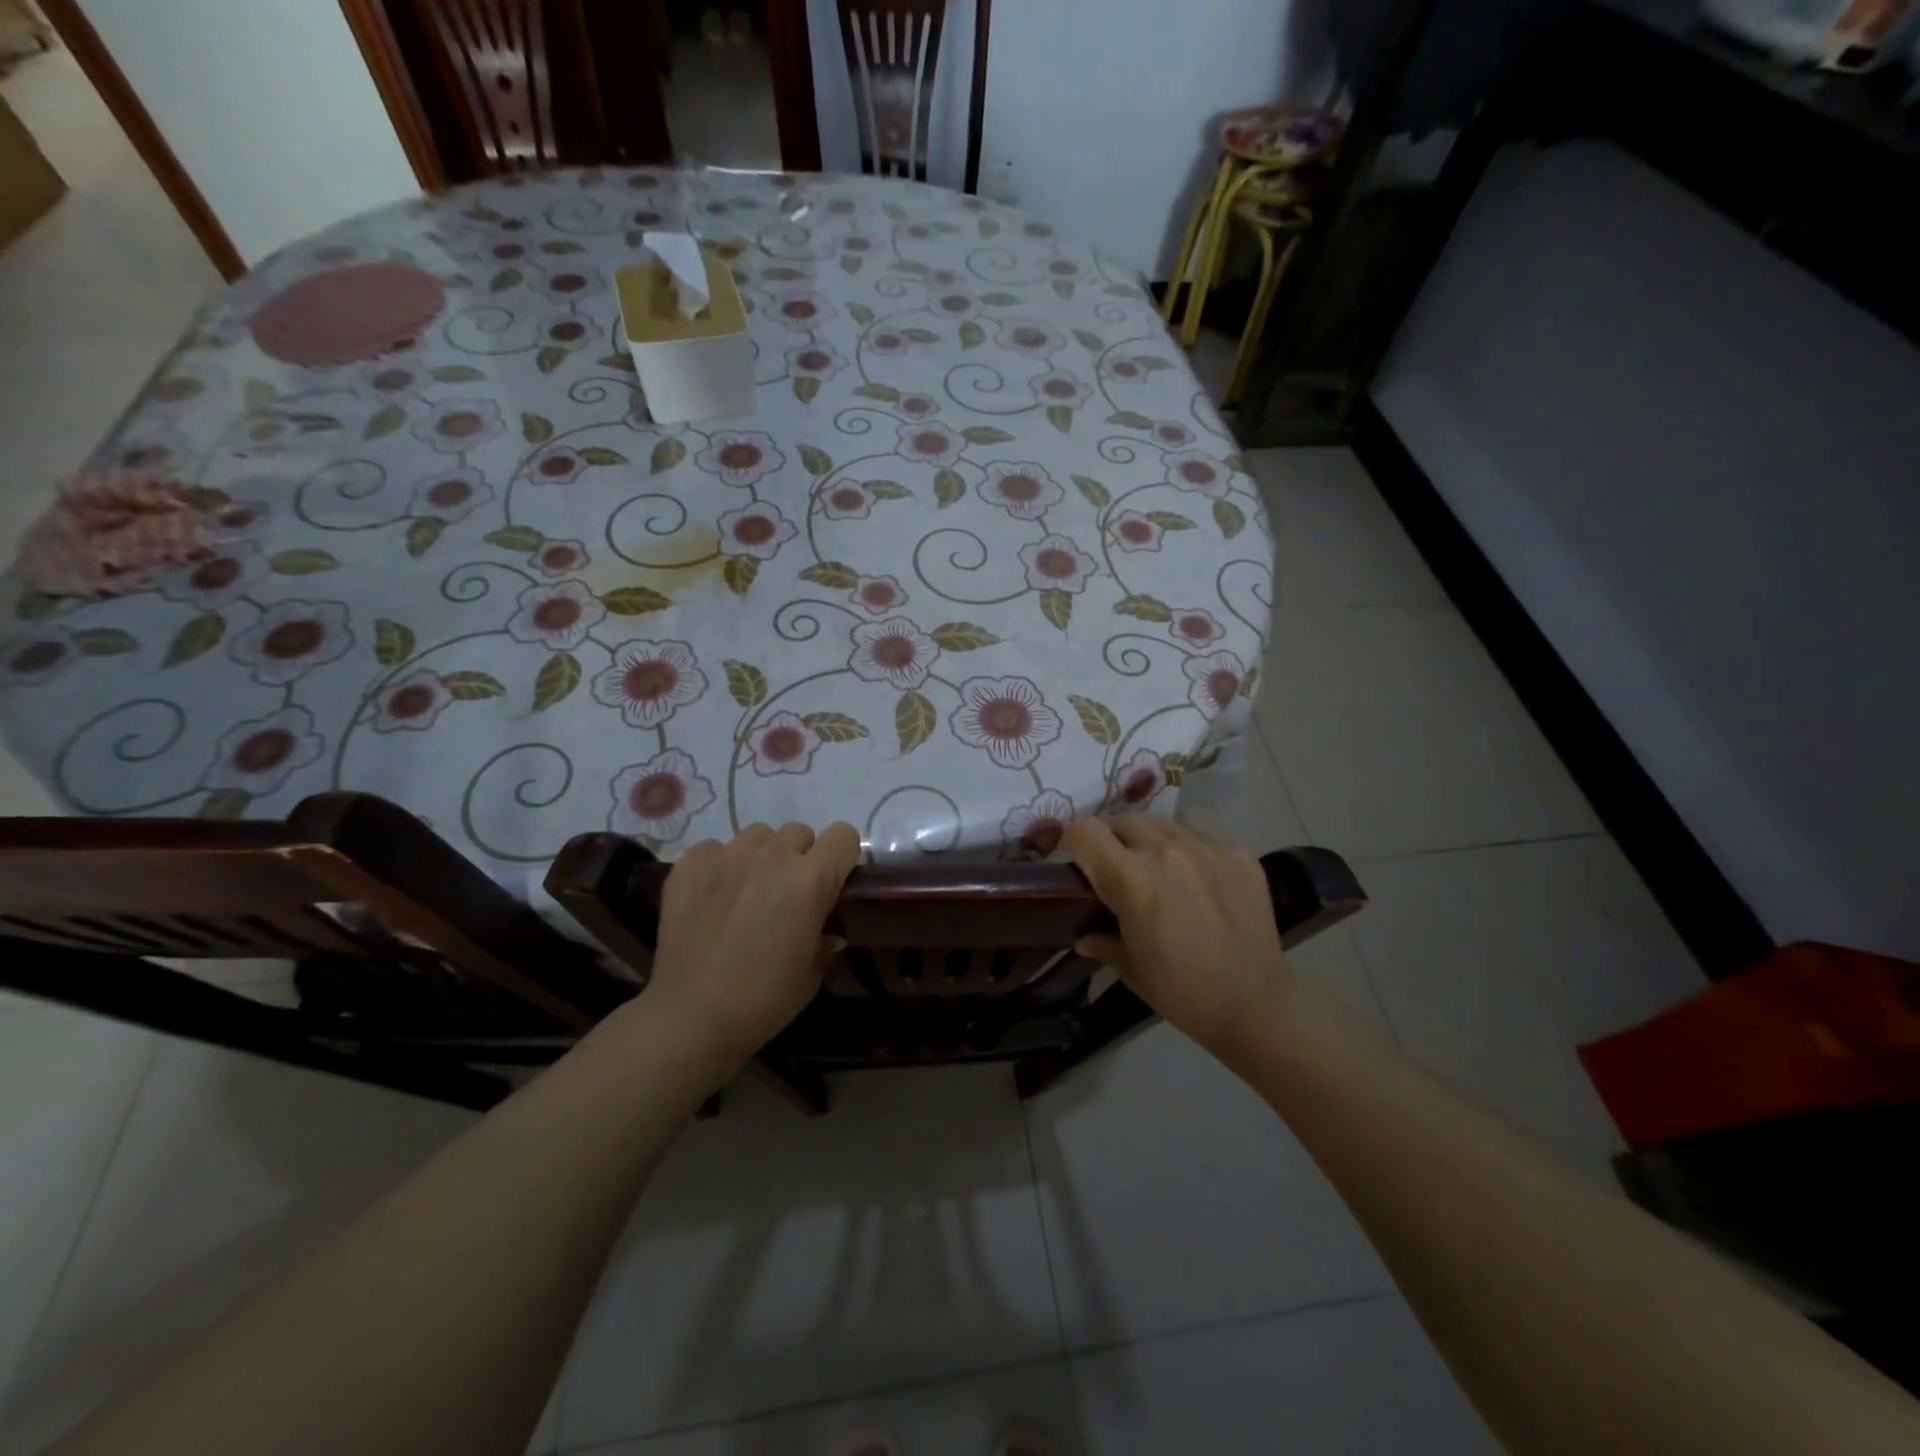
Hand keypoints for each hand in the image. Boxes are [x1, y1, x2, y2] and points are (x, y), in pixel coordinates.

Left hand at [647, 821, 862, 1066]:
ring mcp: (727, 856)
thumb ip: (824, 940)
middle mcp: (771, 856)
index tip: (833, 882)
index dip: (842, 858)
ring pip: (758, 835)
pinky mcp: (689, 864)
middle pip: (799, 832)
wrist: (690, 1018)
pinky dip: (720, 866)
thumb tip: (828, 933)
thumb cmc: (763, 1001)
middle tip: (787, 894)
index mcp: (810, 879)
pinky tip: (712, 899)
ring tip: (747, 892)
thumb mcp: (810, 975)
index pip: (843, 835)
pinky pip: (715, 848)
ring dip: (761, 856)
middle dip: (800, 857)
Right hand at [1064, 816, 1293, 1055]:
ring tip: (1161, 873)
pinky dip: (1189, 852)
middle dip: (1112, 841)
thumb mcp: (1131, 969)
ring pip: (1164, 825)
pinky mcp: (1239, 854)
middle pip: (1124, 821)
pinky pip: (1201, 838)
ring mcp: (1207, 848)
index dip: (1074, 842)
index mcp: (1131, 879)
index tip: (1077, 862)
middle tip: (1119, 871)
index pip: (1084, 830)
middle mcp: (1166, 850)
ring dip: (1151, 842)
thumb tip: (1085, 936)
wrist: (1257, 1006)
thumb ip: (1102, 941)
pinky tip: (1199, 884)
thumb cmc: (1182, 992)